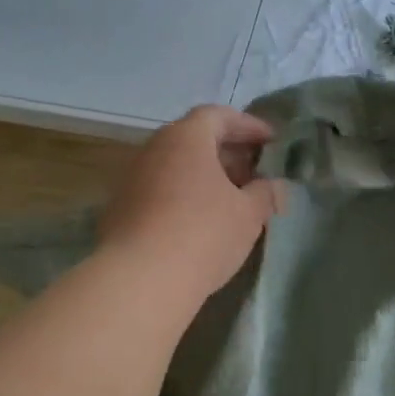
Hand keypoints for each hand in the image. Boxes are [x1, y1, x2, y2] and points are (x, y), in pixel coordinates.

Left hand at [99, 105, 285, 304]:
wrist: (141, 279)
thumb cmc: (204, 233)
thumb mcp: (249, 214)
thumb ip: (266, 193)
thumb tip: (272, 186)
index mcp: (186, 138)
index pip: (219, 116)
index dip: (248, 126)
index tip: (271, 142)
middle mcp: (154, 149)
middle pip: (195, 140)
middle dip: (228, 153)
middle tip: (254, 173)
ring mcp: (132, 179)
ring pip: (176, 167)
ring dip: (205, 177)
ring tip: (232, 200)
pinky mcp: (121, 209)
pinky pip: (161, 191)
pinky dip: (184, 196)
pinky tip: (201, 222)